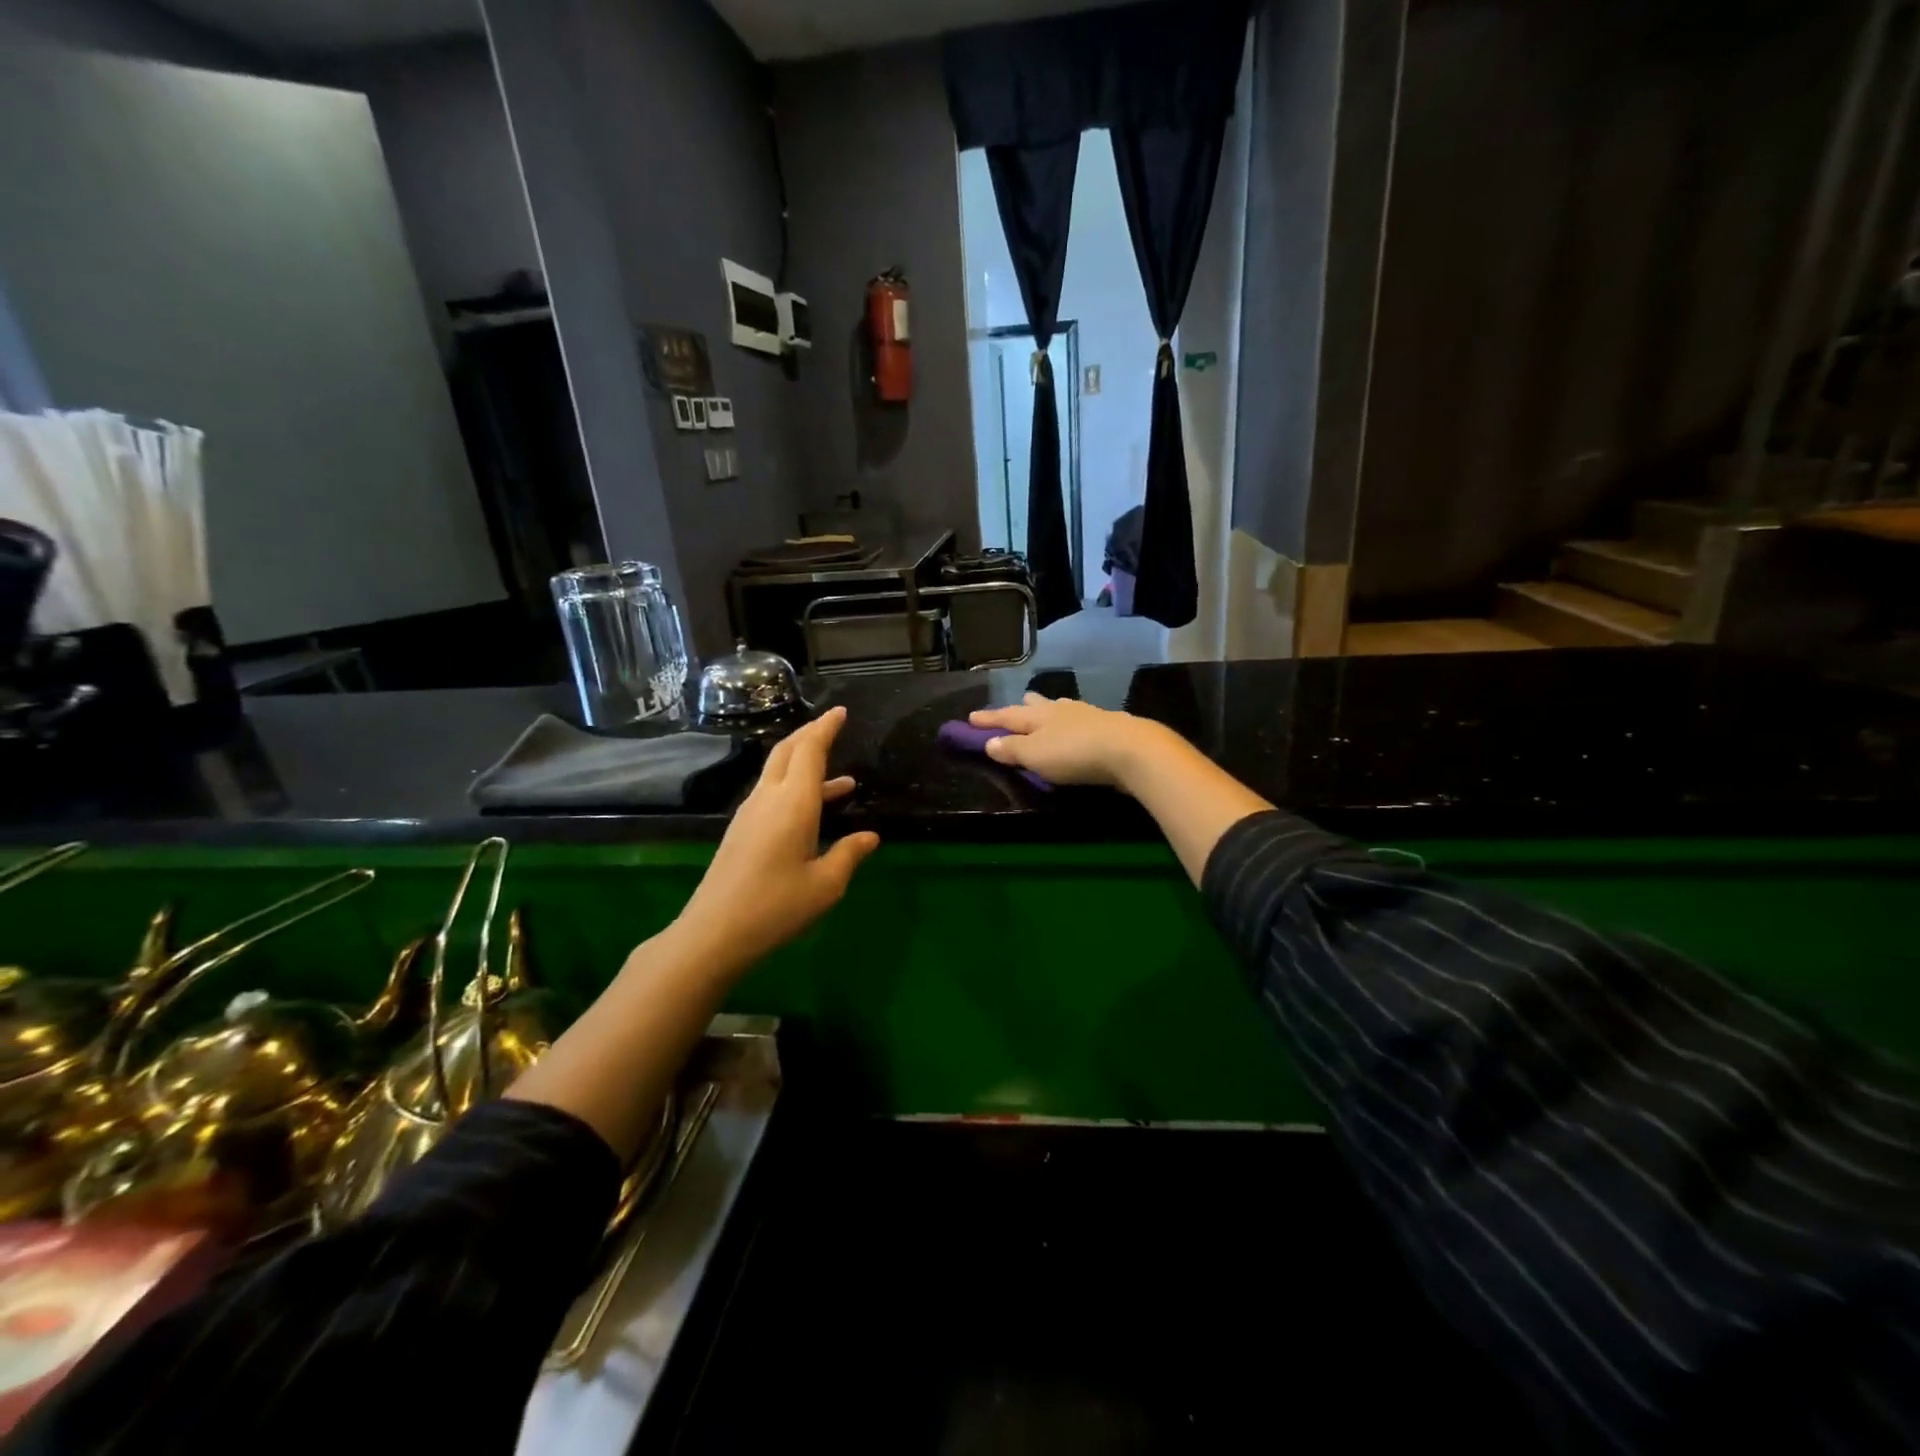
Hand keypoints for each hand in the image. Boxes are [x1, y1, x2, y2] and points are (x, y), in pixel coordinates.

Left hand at [673, 705, 879, 972]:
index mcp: (793, 803)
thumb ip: (849, 854)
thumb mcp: (825, 885)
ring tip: (843, 782)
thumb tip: (870, 837)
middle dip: (810, 735)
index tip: (840, 712)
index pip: (809, 750)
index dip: (825, 728)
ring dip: (805, 764)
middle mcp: (769, 798)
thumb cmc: (776, 907)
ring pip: (777, 772)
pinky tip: (813, 810)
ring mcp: (750, 813)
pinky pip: (771, 792)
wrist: (714, 932)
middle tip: (833, 727)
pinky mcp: (741, 830)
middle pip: (787, 751)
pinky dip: (795, 786)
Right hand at [968, 693, 1164, 789]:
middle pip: (1036, 706)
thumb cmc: (1074, 754)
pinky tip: (1076, 726)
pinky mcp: (1108, 725)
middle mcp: (1059, 710)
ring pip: (1060, 709)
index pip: (1006, 716)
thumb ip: (1012, 749)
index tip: (970, 717)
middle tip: (1015, 705)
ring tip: (1045, 712)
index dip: (988, 719)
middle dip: (1022, 707)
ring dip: (1048, 711)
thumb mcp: (1035, 756)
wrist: (1129, 749)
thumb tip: (989, 742)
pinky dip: (1070, 722)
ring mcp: (1086, 714)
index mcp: (1037, 716)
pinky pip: (1080, 720)